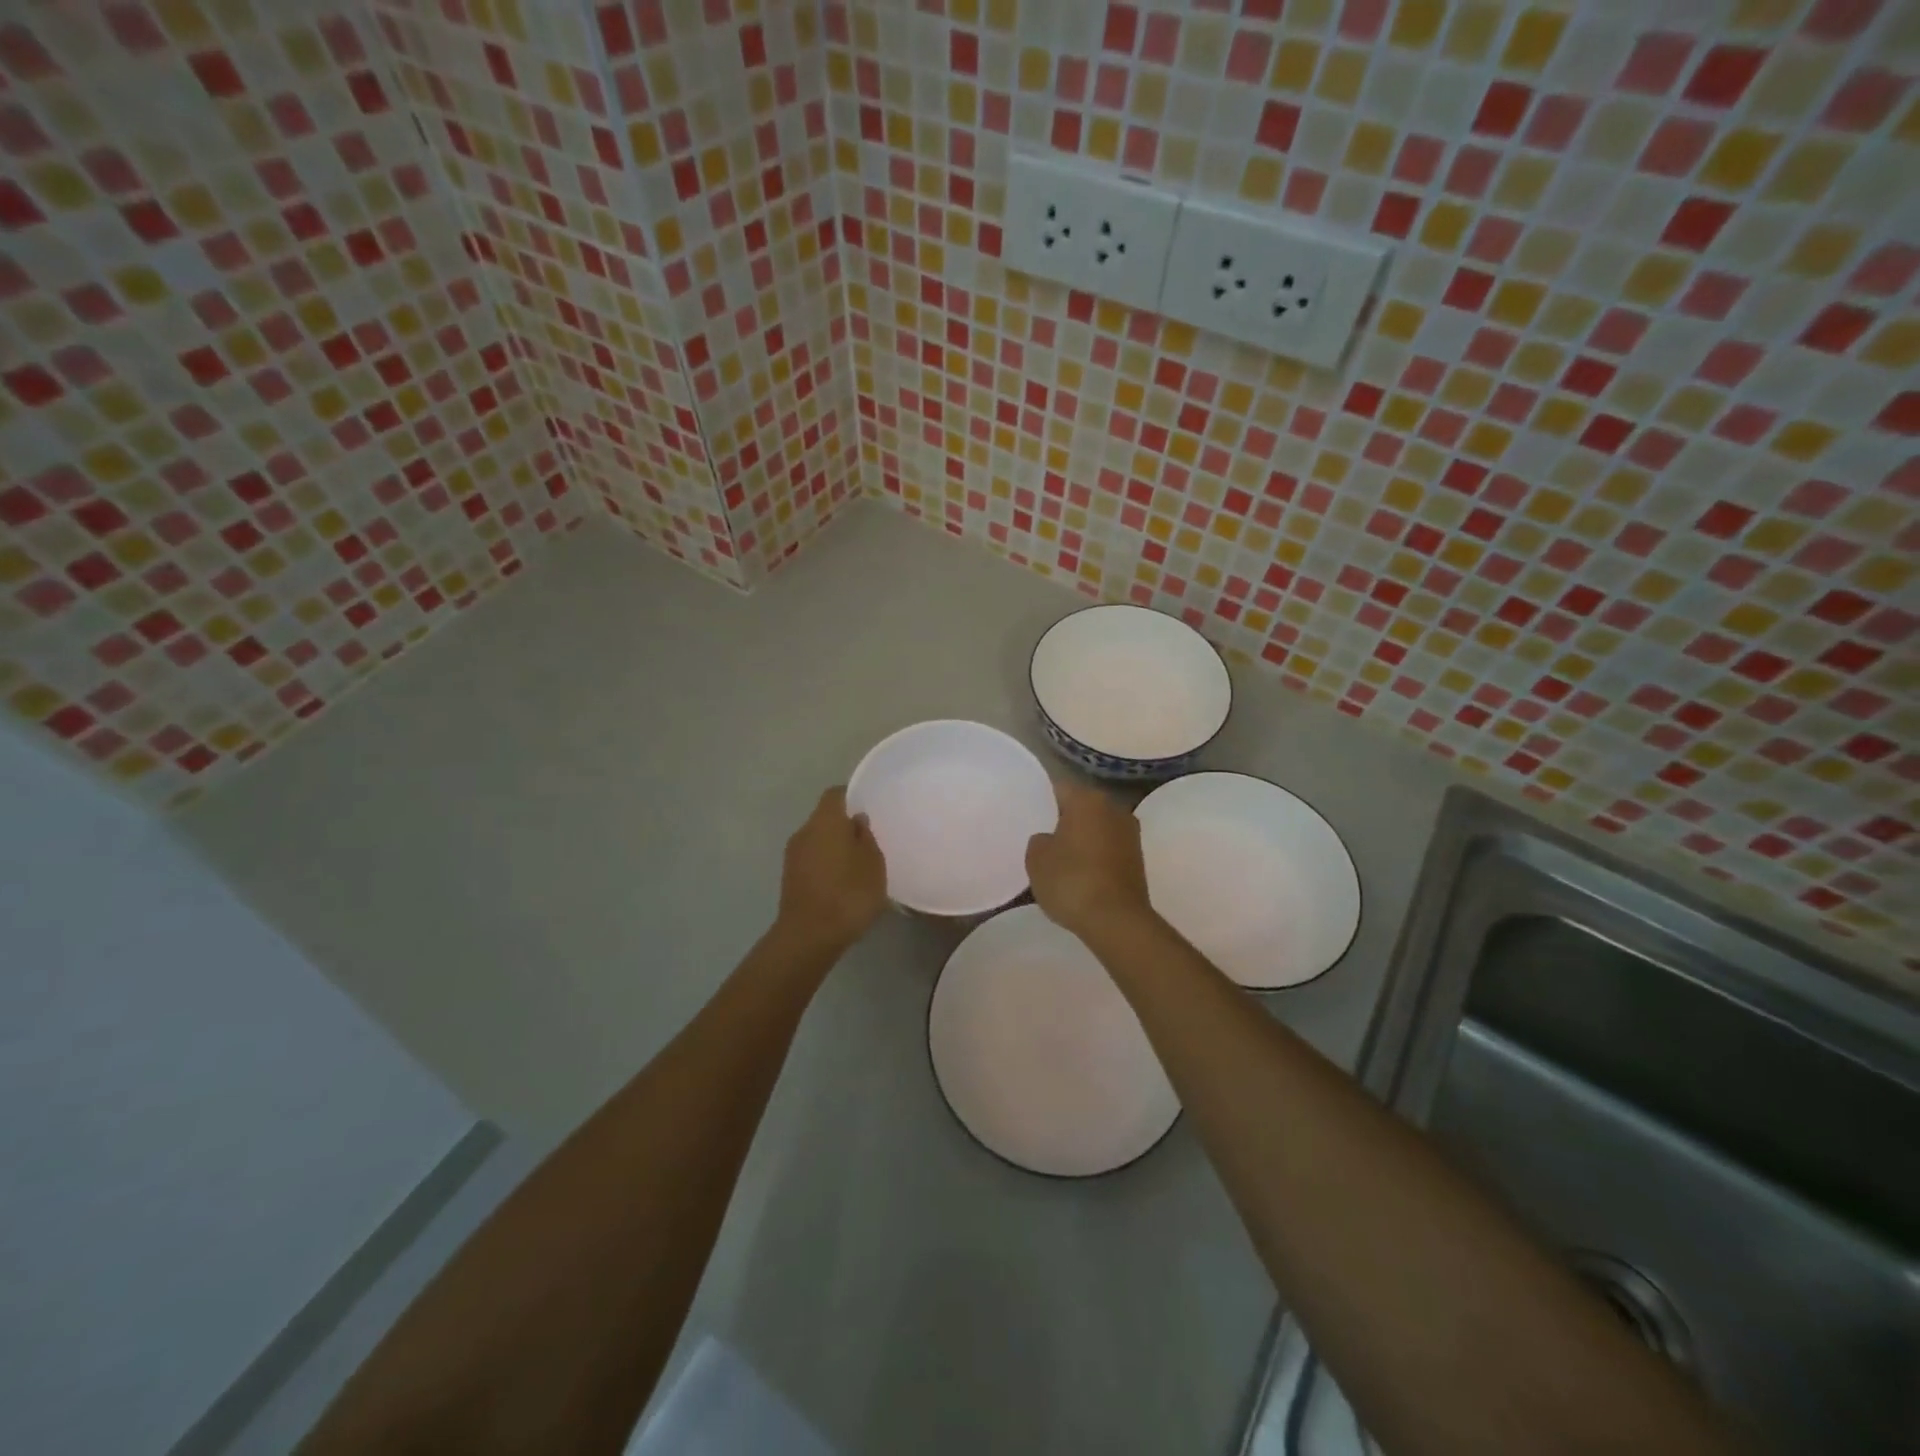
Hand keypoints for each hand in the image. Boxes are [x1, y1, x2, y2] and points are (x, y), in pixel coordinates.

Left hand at [776, 786, 887, 954]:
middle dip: (844, 825)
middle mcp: (804, 831)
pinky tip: (842, 882)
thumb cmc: (848, 893)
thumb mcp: (873, 863)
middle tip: (868, 839)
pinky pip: (811, 860)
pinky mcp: (789, 878)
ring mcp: (793, 856)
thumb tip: (856, 820)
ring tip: (857, 864)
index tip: (869, 808)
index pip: (835, 794)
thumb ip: (866, 837)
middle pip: (825, 818)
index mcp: (825, 821)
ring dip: (834, 847)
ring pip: (817, 840)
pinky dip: (826, 864)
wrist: (809, 936)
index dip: (852, 796)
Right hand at [1026, 779, 1154, 941]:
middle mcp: (1113, 808)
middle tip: (1042, 834)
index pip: (1059, 786)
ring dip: (1082, 837)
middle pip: (1081, 806)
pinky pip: (1108, 847)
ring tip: (1060, 856)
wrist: (1116, 920)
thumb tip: (1050, 838)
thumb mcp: (1036, 859)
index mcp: (1087, 799)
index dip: (1041, 797)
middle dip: (1063, 817)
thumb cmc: (1071, 880)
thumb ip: (1039, 840)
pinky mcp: (1138, 858)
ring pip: (1096, 827)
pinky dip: (1095, 855)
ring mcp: (1130, 833)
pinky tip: (1080, 872)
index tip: (1029, 811)